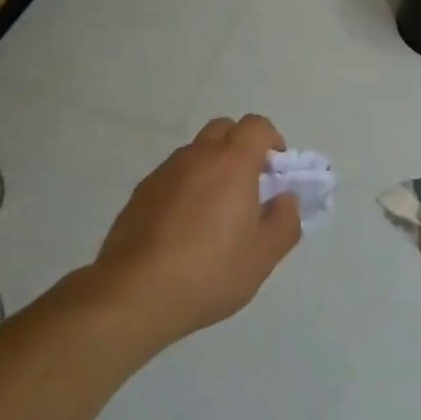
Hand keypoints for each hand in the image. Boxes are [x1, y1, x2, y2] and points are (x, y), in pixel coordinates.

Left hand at [93, 114, 301, 344]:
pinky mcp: (140, 192)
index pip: (256, 126)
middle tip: (248, 184)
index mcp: (232, 162)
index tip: (276, 168)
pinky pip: (172, 176)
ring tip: (214, 211)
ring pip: (195, 152)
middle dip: (240, 146)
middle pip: (224, 129)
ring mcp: (165, 172)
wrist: (135, 293)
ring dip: (211, 167)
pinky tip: (183, 227)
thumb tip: (286, 200)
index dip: (271, 139)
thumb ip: (284, 222)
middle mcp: (198, 155)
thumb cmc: (209, 272)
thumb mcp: (263, 257)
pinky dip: (185, 187)